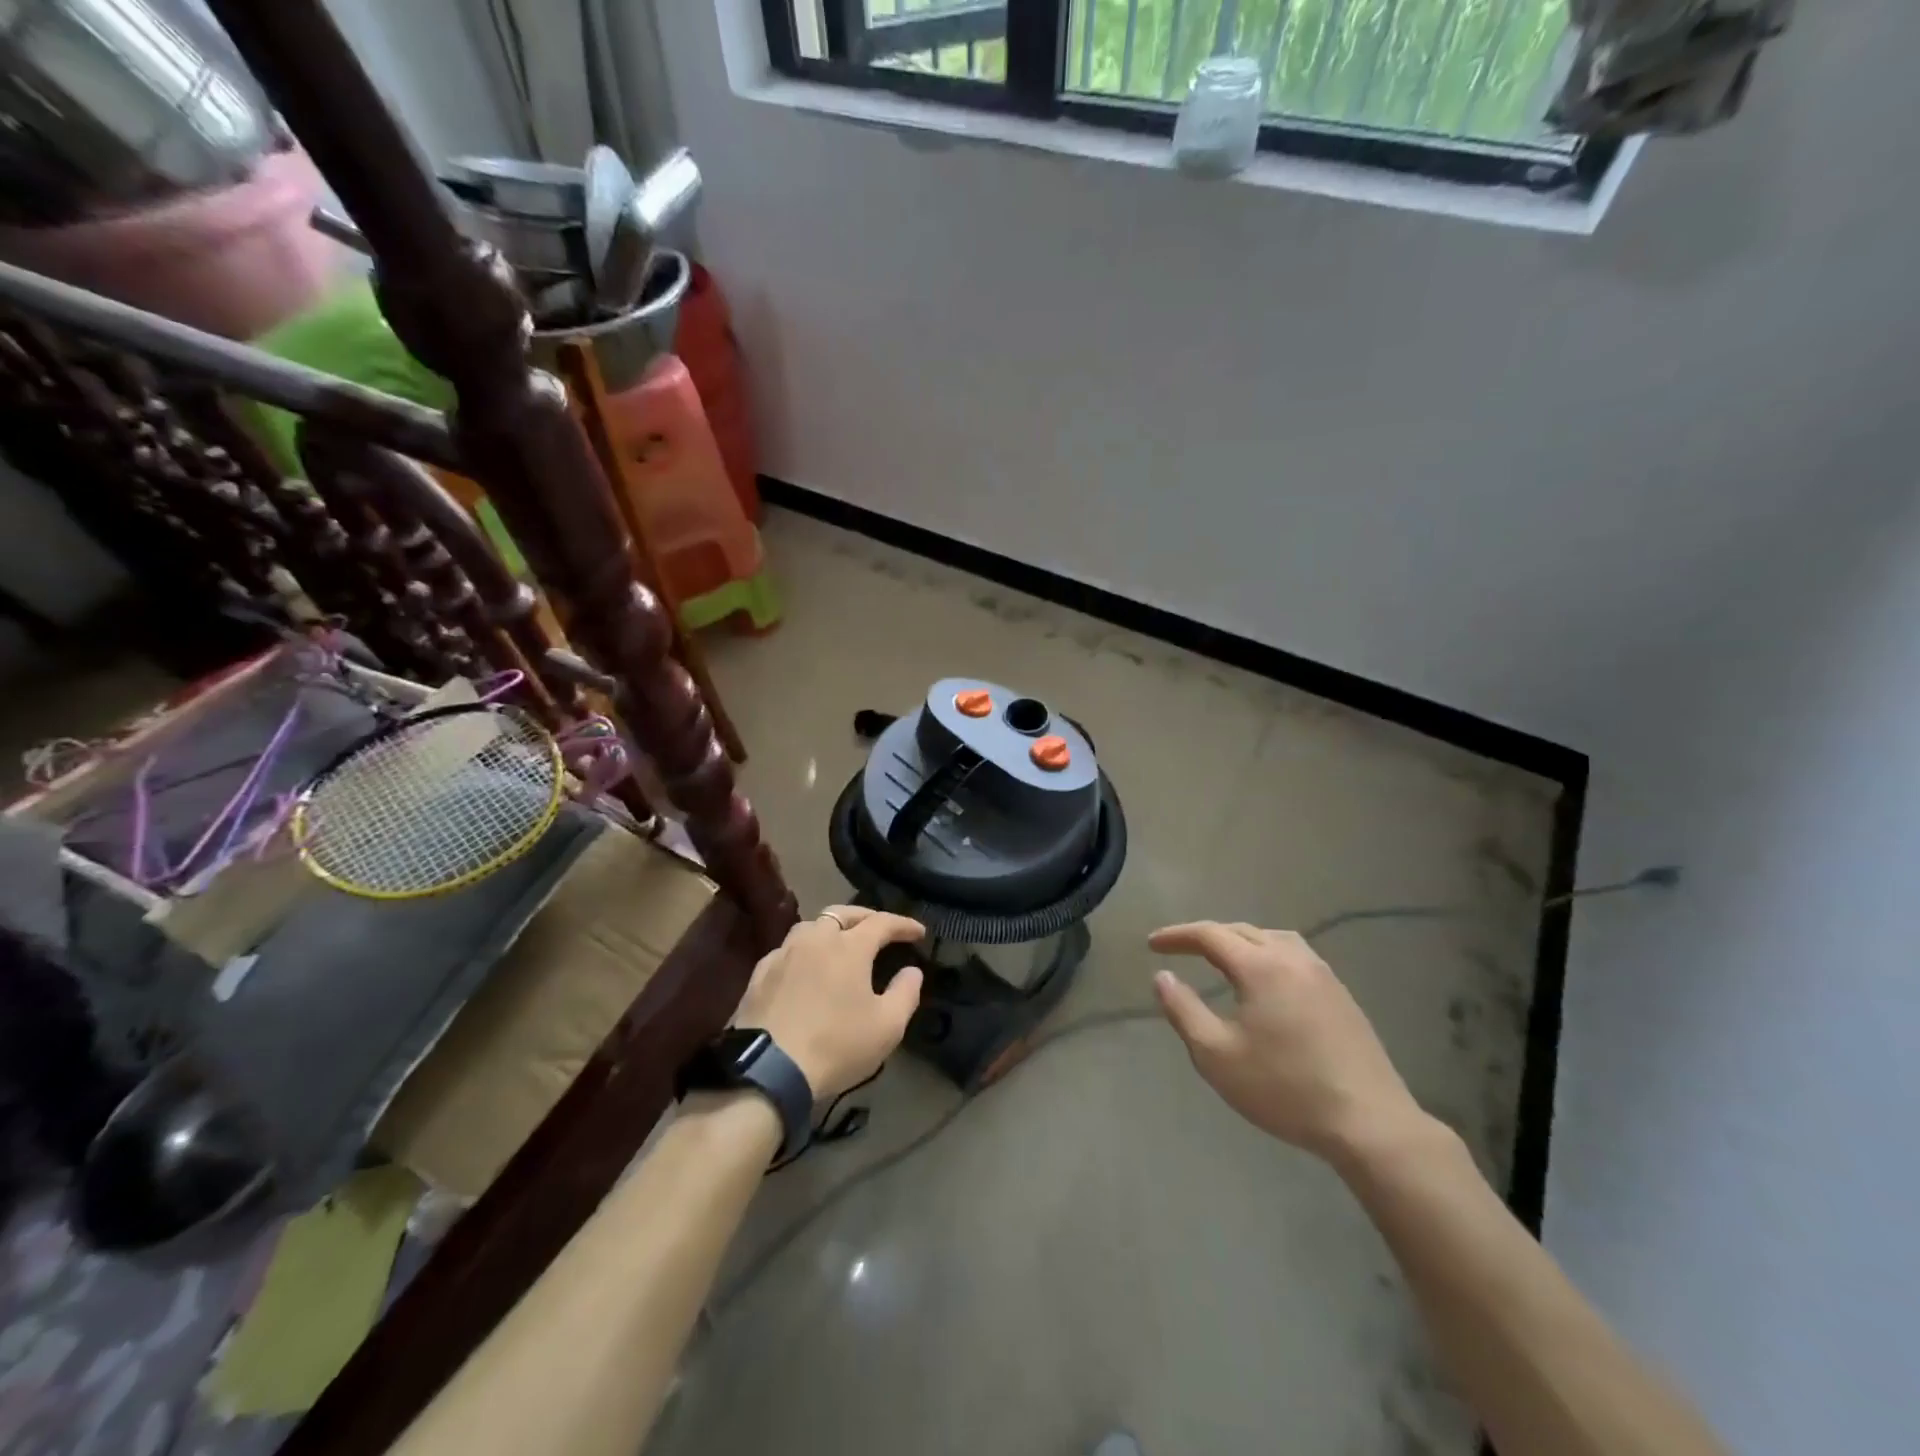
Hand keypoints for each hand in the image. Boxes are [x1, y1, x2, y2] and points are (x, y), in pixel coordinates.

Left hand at [733, 906, 925, 1099]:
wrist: (767, 1070)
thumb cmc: (836, 1045)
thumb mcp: (887, 1027)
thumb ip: (905, 993)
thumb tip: (912, 971)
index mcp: (849, 947)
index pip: (882, 922)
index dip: (903, 924)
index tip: (919, 932)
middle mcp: (815, 939)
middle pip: (842, 913)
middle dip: (865, 917)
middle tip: (879, 929)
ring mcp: (783, 954)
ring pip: (810, 927)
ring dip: (831, 929)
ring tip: (840, 944)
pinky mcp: (759, 974)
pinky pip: (787, 950)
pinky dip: (804, 951)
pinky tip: (805, 968)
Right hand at [1150, 921, 1424, 1162]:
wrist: (1370, 1123)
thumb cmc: (1284, 1089)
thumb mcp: (1216, 1056)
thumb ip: (1183, 1011)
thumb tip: (1163, 977)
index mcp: (1261, 966)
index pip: (1210, 934)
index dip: (1177, 936)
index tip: (1152, 945)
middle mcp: (1292, 958)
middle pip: (1241, 931)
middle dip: (1206, 936)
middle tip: (1179, 950)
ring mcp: (1323, 975)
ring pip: (1273, 939)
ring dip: (1240, 941)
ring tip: (1220, 958)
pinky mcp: (1342, 995)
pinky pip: (1295, 956)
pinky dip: (1267, 954)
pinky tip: (1265, 982)